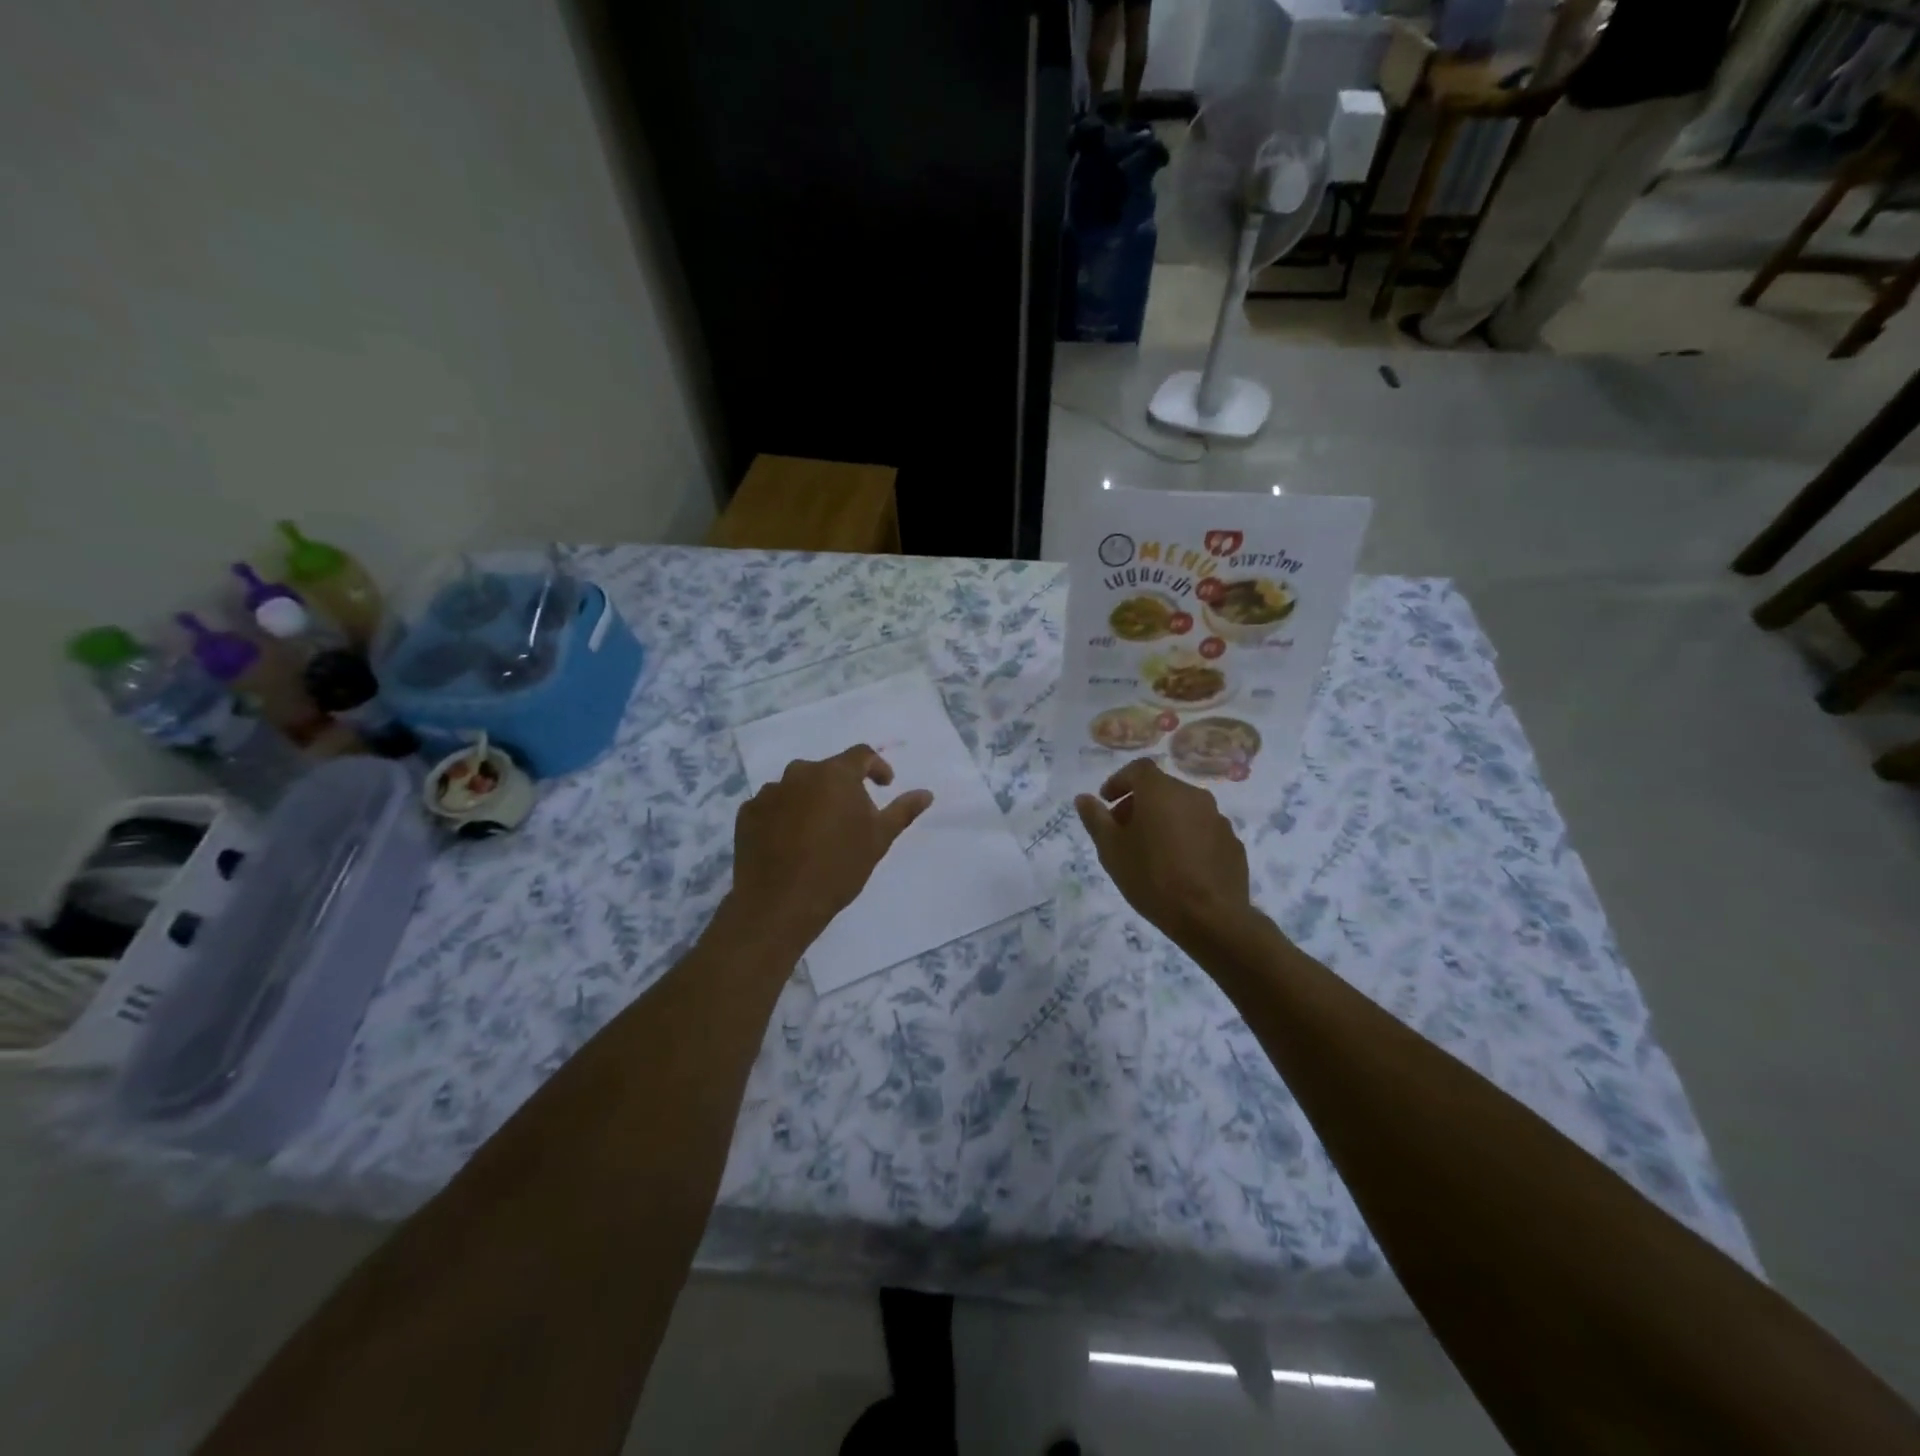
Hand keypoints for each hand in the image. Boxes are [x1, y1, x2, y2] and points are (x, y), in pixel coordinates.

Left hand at [728, 744, 933, 949]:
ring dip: (811, 801)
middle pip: (827, 771)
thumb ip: (903, 811)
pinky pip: (773, 806)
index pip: (861, 755)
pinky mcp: (747, 813)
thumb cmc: (838, 867)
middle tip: (851, 818)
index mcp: (835, 774)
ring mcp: (769, 792)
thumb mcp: (879, 839)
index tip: (885, 786)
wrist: (779, 903)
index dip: (877, 767)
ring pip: (797, 788)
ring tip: (818, 833)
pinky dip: (785, 816)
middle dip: (842, 788)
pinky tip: (790, 843)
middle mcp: (799, 773)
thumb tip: (927, 793)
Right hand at [1075, 759, 1253, 948]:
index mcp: (1161, 791)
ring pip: (1184, 810)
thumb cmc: (1151, 877)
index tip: (1107, 802)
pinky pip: (1203, 831)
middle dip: (1139, 804)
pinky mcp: (1232, 843)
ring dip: (1165, 821)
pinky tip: (1180, 867)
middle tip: (1124, 831)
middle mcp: (1193, 796)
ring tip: (1152, 852)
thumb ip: (1095, 819)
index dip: (1119, 781)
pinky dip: (1187, 838)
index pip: (1138, 769)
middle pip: (1161, 789)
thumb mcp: (1111, 849)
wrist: (1209, 917)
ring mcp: (1218, 819)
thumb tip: (1083, 798)